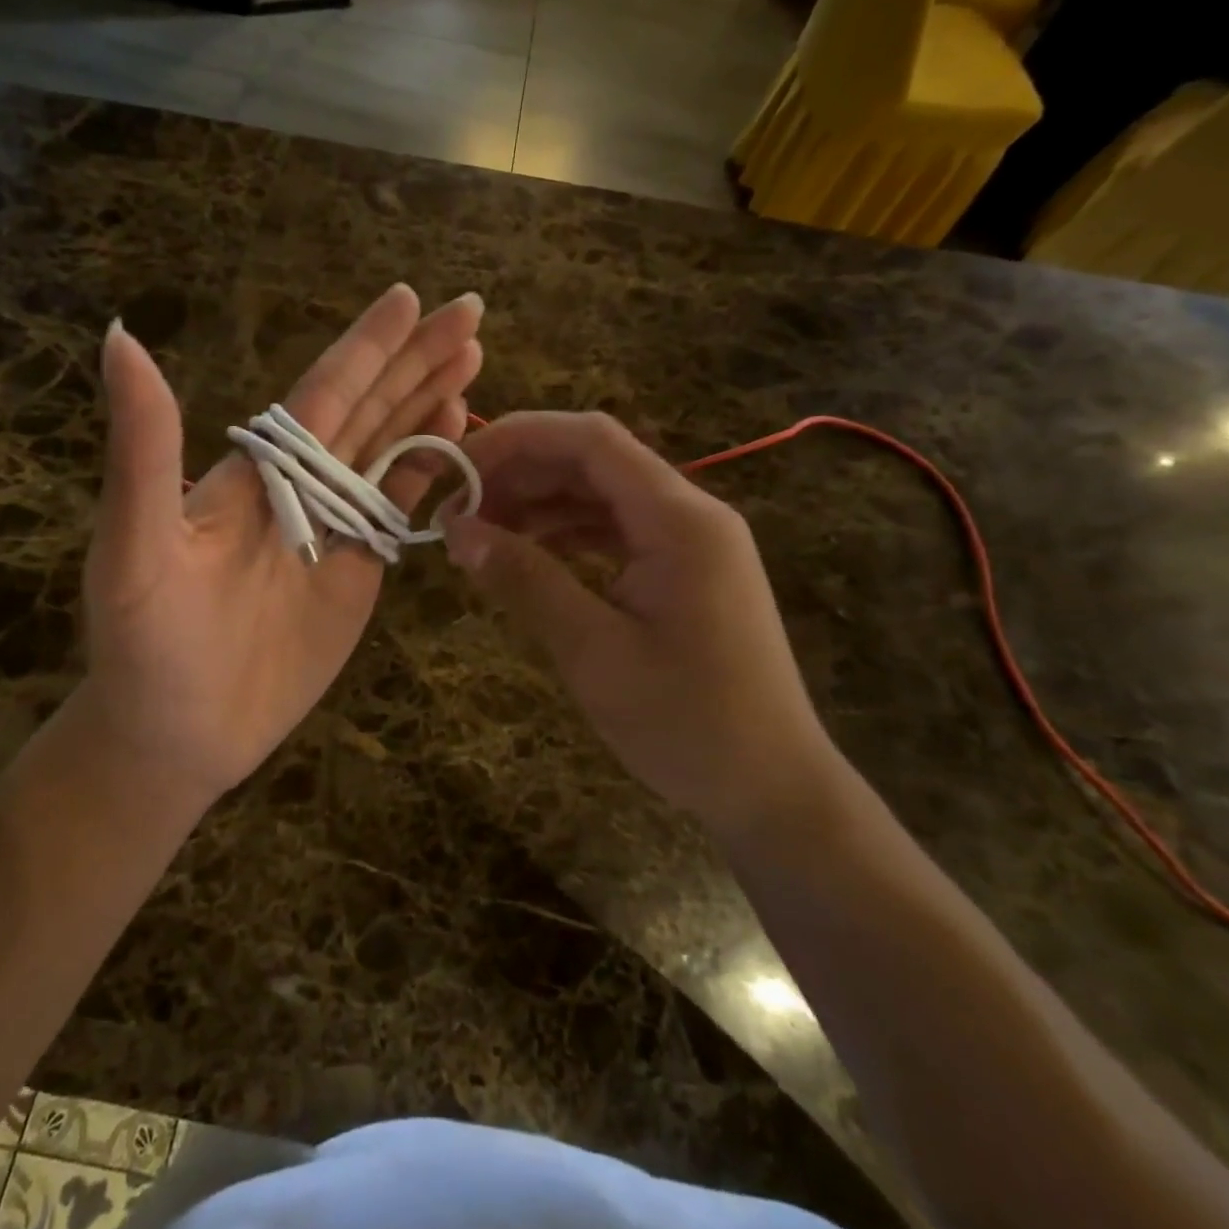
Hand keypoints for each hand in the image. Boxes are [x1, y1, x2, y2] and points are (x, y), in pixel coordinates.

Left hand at [75, 285, 483, 802]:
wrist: (175, 733)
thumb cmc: (147, 643)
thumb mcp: (137, 544)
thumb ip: (144, 448)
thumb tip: (119, 337)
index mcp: (256, 470)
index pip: (323, 393)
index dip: (366, 347)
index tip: (408, 297)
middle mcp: (300, 487)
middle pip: (369, 409)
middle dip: (417, 360)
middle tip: (469, 312)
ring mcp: (334, 528)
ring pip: (390, 450)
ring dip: (430, 403)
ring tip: (473, 360)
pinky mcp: (358, 572)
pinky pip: (398, 509)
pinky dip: (428, 470)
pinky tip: (456, 434)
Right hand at [443, 412, 842, 834]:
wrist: (772, 790)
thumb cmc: (688, 725)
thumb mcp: (595, 653)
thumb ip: (527, 581)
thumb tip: (458, 531)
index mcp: (679, 520)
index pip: (590, 440)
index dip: (517, 438)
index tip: (457, 468)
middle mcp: (689, 514)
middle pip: (593, 461)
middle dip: (519, 473)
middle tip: (455, 511)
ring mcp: (690, 542)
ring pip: (601, 494)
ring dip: (538, 504)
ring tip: (478, 535)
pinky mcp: (683, 571)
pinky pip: (615, 531)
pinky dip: (565, 535)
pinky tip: (525, 556)